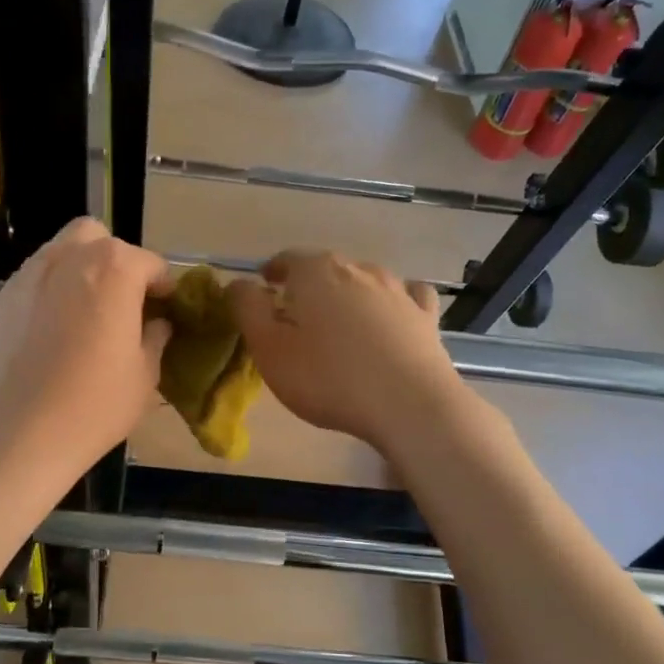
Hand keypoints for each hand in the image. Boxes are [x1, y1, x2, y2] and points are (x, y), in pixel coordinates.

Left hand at [0, 219, 174, 471]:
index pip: (150, 263)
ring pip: (59, 253)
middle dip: (114, 261)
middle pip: (98, 238)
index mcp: (114, 269)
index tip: (164, 312)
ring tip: (82, 316)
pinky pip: (31, 284)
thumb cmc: (95, 404)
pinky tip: (47, 336)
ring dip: (78, 272)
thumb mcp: (145, 375)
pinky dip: (46, 296)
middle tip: (120, 302)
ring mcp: (27, 276)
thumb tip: (156, 323)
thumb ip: (155, 337)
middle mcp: (68, 258)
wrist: (18, 435)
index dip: (163, 287)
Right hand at [226, 250, 460, 452]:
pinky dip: (392, 301)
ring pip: (364, 279)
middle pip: (325, 268)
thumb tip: (238, 283)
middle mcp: (358, 269)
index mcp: (316, 272)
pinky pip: (406, 295)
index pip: (287, 259)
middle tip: (295, 314)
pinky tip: (391, 316)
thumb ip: (248, 309)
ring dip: (348, 293)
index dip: (272, 272)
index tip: (264, 288)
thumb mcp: (269, 349)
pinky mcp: (425, 315)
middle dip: (308, 285)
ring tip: (339, 320)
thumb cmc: (328, 378)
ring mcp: (397, 289)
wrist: (409, 404)